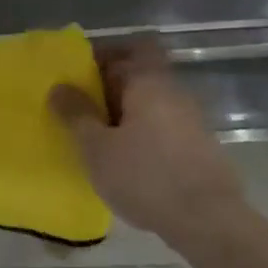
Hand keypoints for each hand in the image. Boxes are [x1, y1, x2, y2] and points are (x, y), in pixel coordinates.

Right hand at [49, 38, 242, 243]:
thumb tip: (59, 86)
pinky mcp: (199, 147)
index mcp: (150, 82)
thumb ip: (76, 114)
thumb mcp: (97, 147)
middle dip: (109, 87)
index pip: (132, 46)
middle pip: (141, 74)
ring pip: (151, 102)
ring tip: (97, 137)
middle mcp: (174, 92)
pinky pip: (162, 126)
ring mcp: (191, 119)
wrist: (208, 221)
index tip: (79, 73)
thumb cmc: (145, 176)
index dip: (105, 54)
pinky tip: (125, 160)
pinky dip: (142, 133)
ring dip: (125, 113)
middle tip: (79, 108)